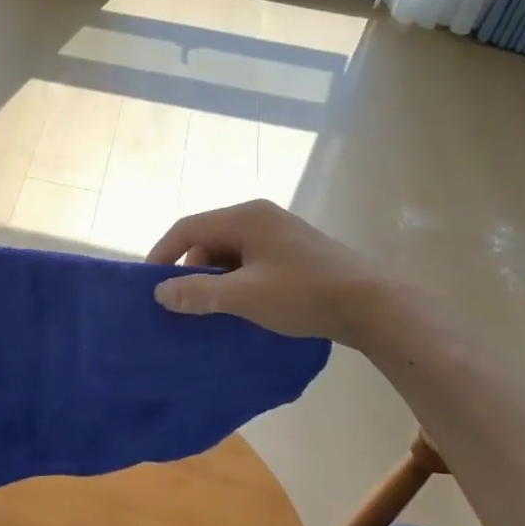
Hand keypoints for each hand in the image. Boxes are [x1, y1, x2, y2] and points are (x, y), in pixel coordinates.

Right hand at [148, 199, 375, 343]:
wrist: (373, 304)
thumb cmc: (303, 294)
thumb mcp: (245, 296)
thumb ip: (199, 293)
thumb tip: (160, 293)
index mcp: (245, 216)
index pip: (188, 228)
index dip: (164, 254)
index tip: (151, 285)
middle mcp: (260, 216)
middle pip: (209, 238)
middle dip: (192, 270)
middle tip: (187, 303)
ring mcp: (280, 231)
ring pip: (230, 251)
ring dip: (217, 278)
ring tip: (215, 309)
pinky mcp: (295, 250)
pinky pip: (251, 259)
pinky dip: (239, 279)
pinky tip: (244, 305)